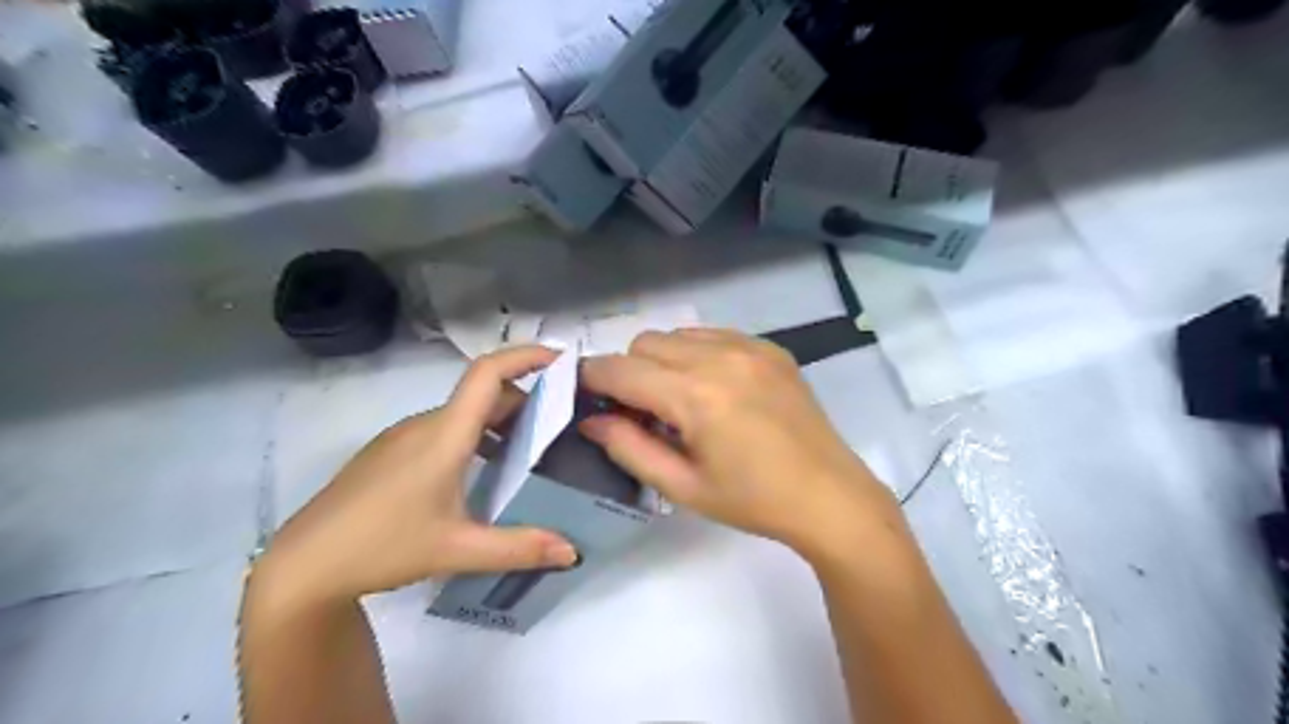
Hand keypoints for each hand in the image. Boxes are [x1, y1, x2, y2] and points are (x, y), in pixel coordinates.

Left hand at [250, 345, 574, 609]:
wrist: (302, 566)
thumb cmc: (381, 547)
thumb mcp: (457, 550)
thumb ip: (519, 548)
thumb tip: (572, 552)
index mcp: (444, 435)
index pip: (487, 374)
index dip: (526, 357)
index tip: (561, 360)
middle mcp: (424, 424)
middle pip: (482, 394)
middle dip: (524, 400)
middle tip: (558, 424)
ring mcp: (402, 437)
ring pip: (462, 414)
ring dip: (498, 421)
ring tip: (526, 451)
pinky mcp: (388, 453)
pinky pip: (442, 429)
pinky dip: (473, 436)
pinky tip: (479, 472)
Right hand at [579, 331, 892, 556]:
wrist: (829, 495)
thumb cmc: (752, 501)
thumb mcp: (682, 487)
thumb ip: (628, 448)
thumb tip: (591, 419)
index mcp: (695, 396)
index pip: (620, 369)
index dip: (592, 380)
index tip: (586, 397)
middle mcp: (719, 357)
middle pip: (644, 342)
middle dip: (629, 372)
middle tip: (641, 411)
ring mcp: (749, 347)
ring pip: (678, 334)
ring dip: (663, 360)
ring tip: (680, 400)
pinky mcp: (770, 348)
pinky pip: (714, 335)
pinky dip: (697, 354)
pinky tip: (713, 388)